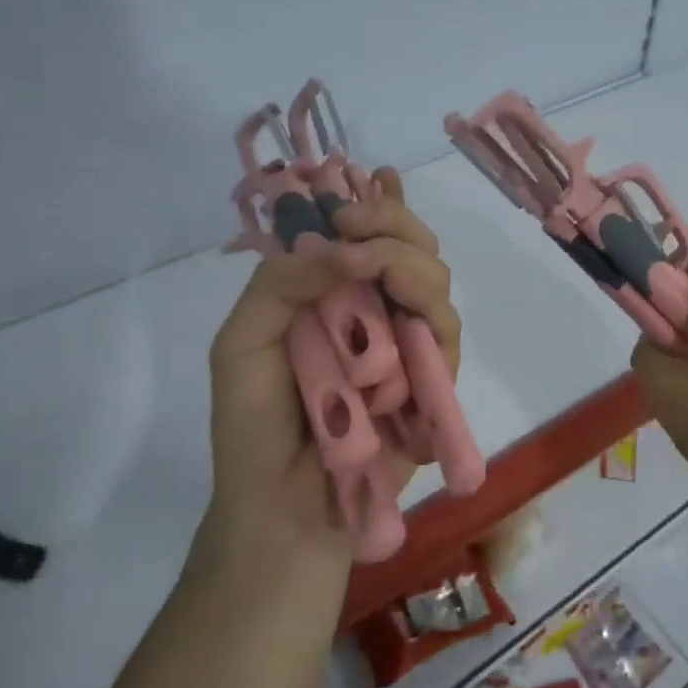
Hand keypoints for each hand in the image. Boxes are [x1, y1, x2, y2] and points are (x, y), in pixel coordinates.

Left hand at [205, 170, 460, 562]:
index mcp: (332, 297)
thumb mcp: (241, 344)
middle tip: (357, 222)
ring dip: (407, 261)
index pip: (367, 236)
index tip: (369, 180)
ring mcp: (407, 345)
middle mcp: (375, 312)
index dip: (377, 201)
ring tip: (373, 262)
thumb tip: (338, 244)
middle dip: (392, 222)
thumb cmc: (253, 428)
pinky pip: (446, 334)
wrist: (283, 507)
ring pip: (434, 281)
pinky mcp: (432, 381)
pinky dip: (427, 312)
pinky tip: (404, 305)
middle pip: (412, 247)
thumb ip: (282, 284)